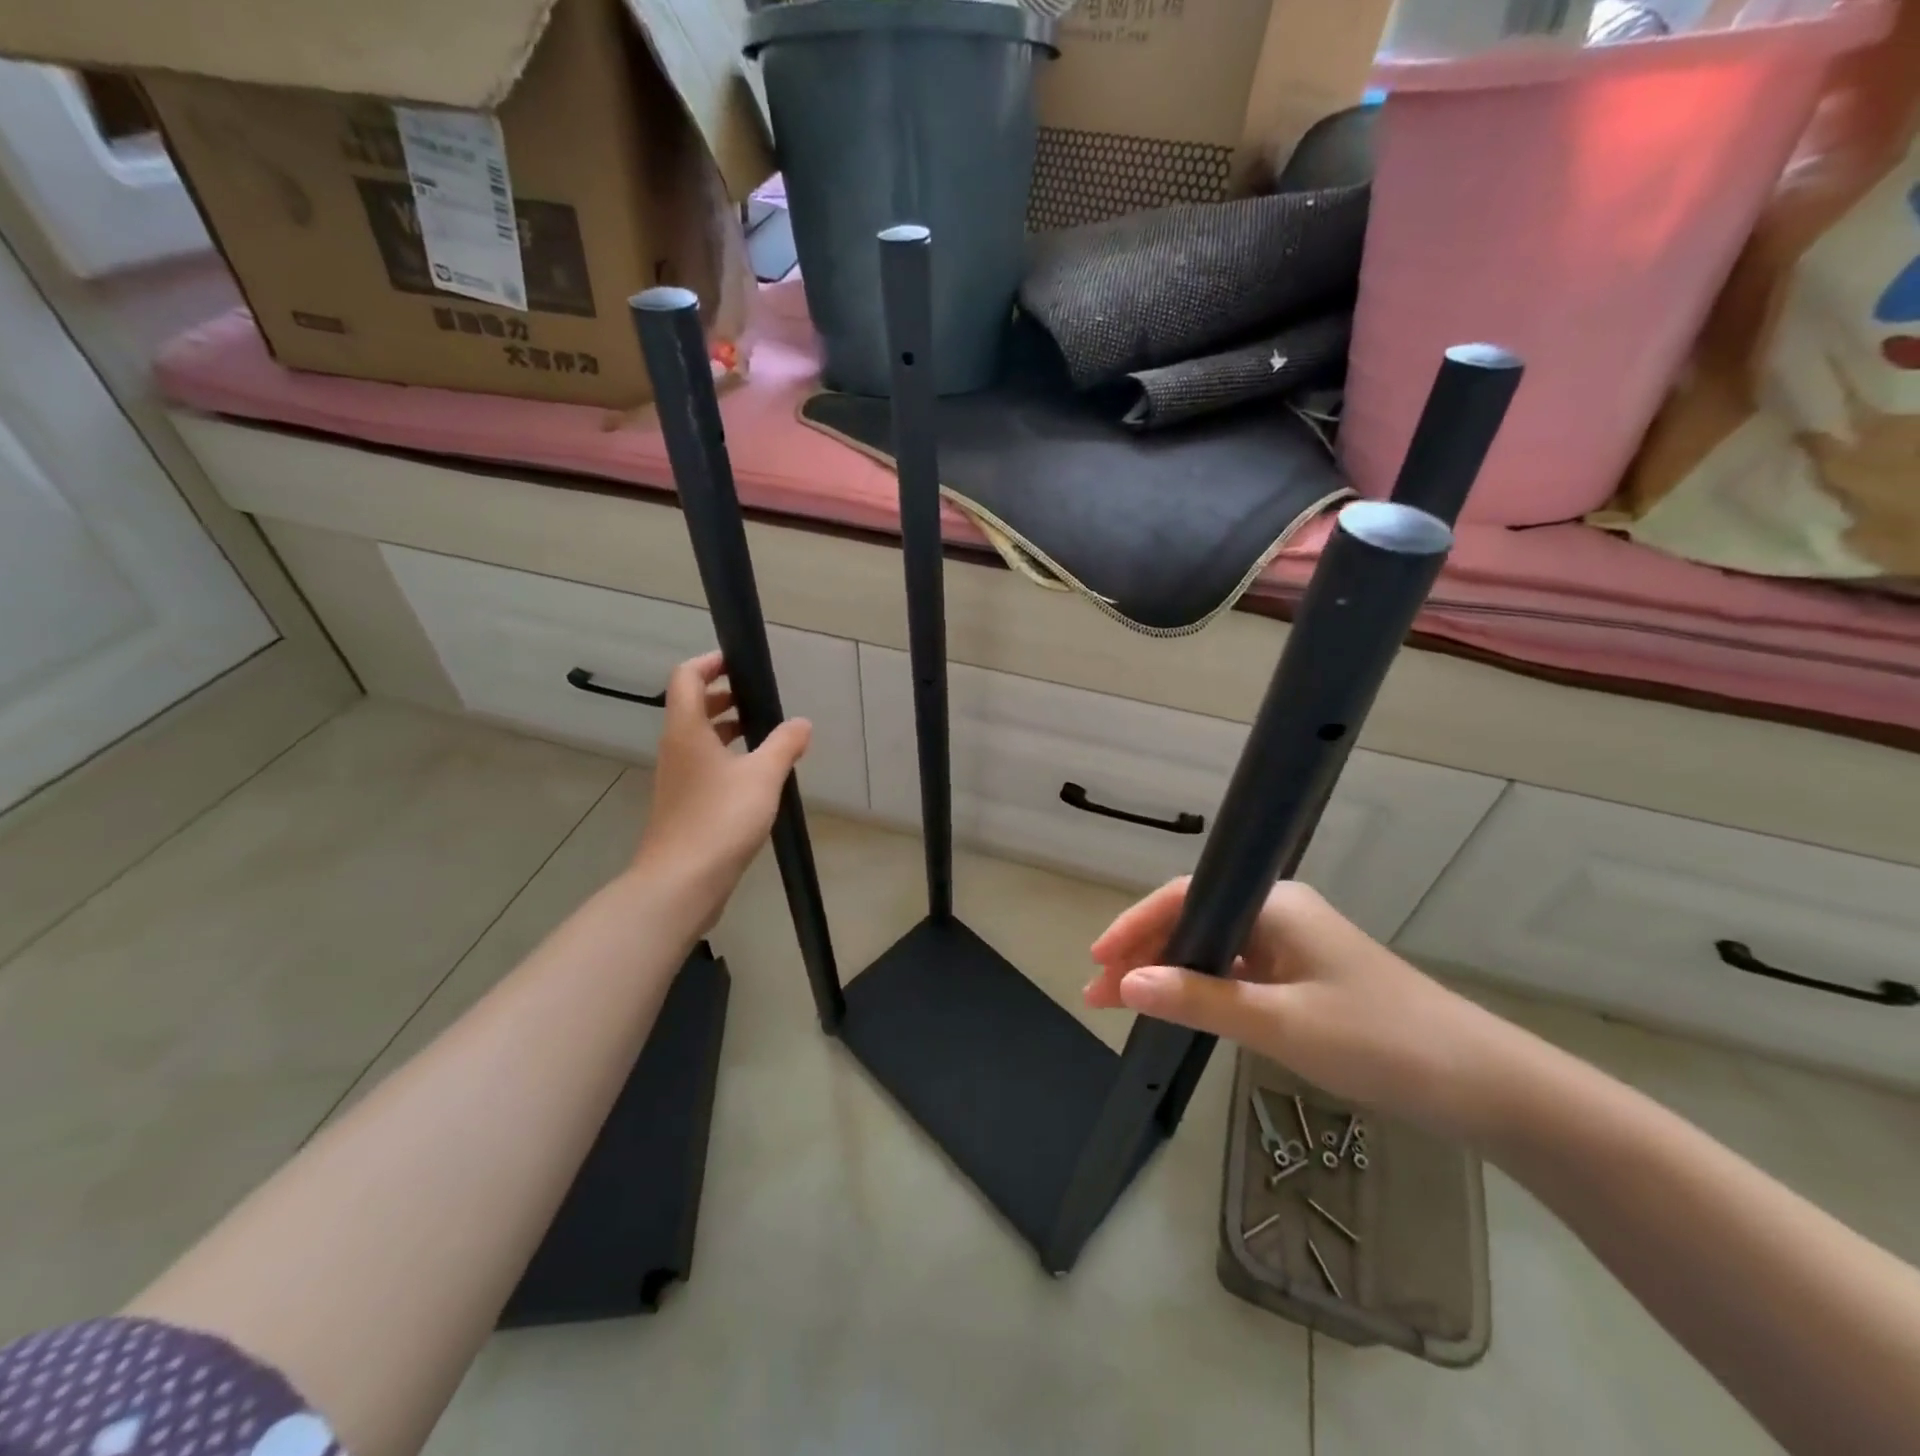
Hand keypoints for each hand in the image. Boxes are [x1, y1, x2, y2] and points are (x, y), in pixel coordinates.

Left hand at [631, 651, 810, 924]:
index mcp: (687, 730)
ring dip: (727, 726)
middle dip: (723, 694)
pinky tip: (756, 775)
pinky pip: (704, 765)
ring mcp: (677, 778)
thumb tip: (801, 723)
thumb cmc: (720, 819)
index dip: (710, 662)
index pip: (687, 677)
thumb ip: (784, 745)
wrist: (681, 882)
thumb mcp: (763, 777)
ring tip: (765, 731)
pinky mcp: (684, 804)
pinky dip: (727, 756)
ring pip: (699, 738)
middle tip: (759, 696)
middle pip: (692, 706)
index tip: (740, 662)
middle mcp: (676, 748)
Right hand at [1085, 878, 1531, 1140]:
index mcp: (1274, 905)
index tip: (1096, 959)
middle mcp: (1280, 913)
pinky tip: (1183, 1008)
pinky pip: (1238, 970)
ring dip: (1170, 972)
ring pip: (1214, 947)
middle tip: (1101, 993)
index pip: (1184, 900)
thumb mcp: (1280, 1024)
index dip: (1134, 926)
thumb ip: (1199, 1000)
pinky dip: (1203, 987)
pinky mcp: (1306, 975)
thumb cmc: (1378, 1042)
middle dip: (1144, 954)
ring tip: (1127, 1002)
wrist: (1482, 1085)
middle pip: (1194, 921)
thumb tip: (1127, 984)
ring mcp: (1294, 944)